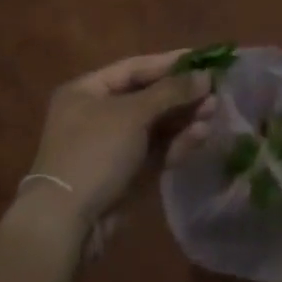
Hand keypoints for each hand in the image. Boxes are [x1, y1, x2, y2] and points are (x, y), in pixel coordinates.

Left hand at [27, 52, 211, 222]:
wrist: (67, 222)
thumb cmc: (95, 152)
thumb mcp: (133, 114)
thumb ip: (171, 92)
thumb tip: (206, 76)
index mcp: (87, 91)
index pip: (134, 68)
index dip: (169, 63)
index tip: (202, 59)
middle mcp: (98, 114)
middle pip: (147, 97)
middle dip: (181, 94)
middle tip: (214, 90)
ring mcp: (112, 146)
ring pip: (155, 126)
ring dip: (184, 118)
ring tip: (214, 111)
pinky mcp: (125, 175)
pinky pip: (155, 151)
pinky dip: (177, 143)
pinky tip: (201, 135)